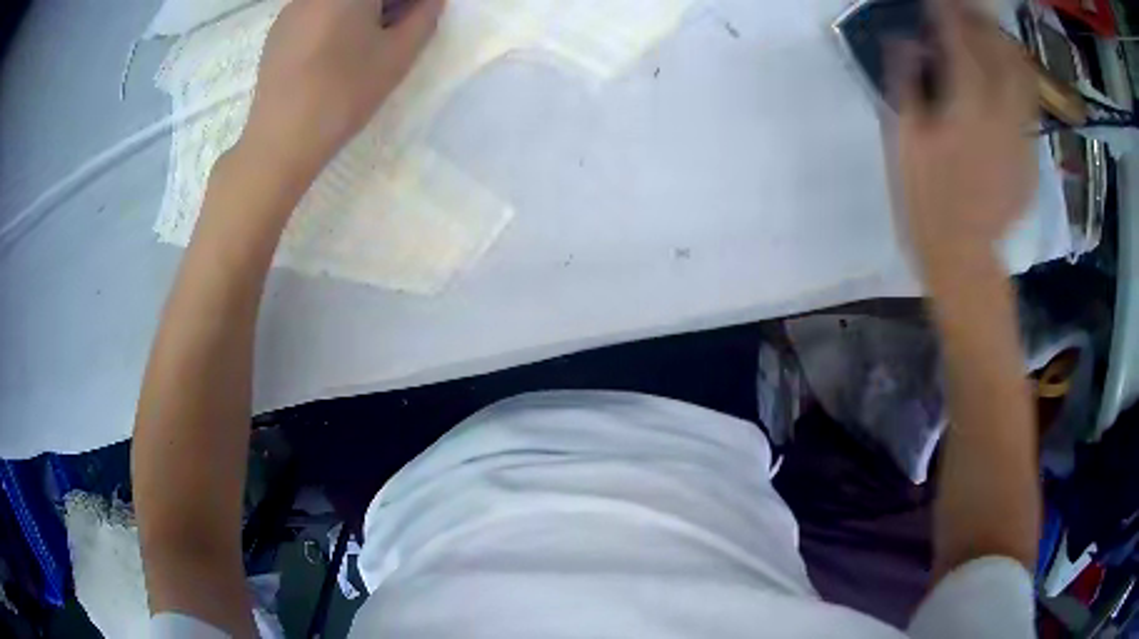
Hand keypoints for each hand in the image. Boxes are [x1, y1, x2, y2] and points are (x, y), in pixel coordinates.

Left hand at [240, 0, 445, 180]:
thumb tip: (430, 1)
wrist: (280, 140)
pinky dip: (334, 20)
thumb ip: (424, 16)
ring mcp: (293, 9)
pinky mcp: (277, 32)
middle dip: (387, 4)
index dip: (409, 4)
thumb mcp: (398, 55)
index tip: (417, 19)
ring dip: (361, 11)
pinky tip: (335, 53)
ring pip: (337, 1)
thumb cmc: (344, 93)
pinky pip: (316, 13)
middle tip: (399, 28)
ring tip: (366, 43)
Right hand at [892, 0, 1036, 285]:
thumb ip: (907, 85)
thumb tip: (906, 42)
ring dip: (1008, 51)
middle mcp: (1001, 116)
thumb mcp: (904, 141)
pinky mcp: (1030, 159)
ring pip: (1024, 80)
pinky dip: (1017, 87)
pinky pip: (1028, 110)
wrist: (964, 256)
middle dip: (984, 25)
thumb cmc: (926, 200)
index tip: (939, 2)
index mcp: (966, 108)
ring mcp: (1020, 138)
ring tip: (994, 40)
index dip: (948, 14)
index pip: (960, 41)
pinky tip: (1006, 84)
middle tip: (969, 14)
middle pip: (1002, 54)